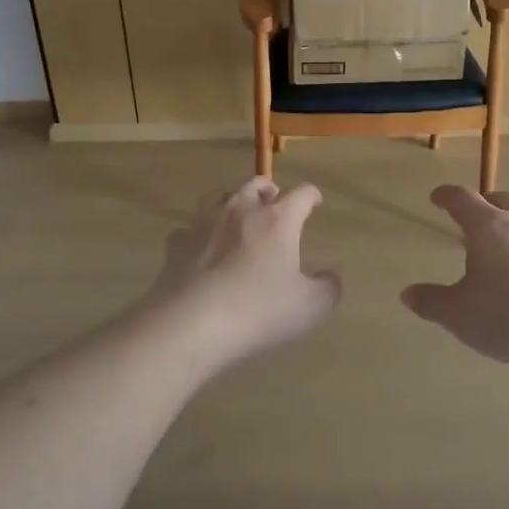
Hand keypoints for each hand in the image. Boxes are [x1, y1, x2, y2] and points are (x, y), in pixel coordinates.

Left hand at [143, 177, 342, 369]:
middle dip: (269, 190)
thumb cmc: (258, 311)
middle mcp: (240, 210)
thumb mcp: (310, 307)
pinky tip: (201, 246)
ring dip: (232, 200)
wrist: (191, 324)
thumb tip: (330, 275)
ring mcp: (204, 223)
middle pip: (255, 184)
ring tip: (237, 214)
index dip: (311, 195)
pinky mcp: (177, 244)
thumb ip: (328, 288)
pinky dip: (199, 233)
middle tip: (274, 202)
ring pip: (219, 195)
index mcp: (277, 220)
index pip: (300, 193)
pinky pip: (189, 228)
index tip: (315, 201)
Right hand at [402, 185, 508, 375]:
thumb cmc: (506, 317)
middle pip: (503, 199)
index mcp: (488, 226)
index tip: (437, 198)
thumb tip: (407, 294)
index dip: (446, 196)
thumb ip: (431, 301)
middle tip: (477, 218)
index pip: (461, 199)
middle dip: (487, 204)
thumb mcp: (457, 314)